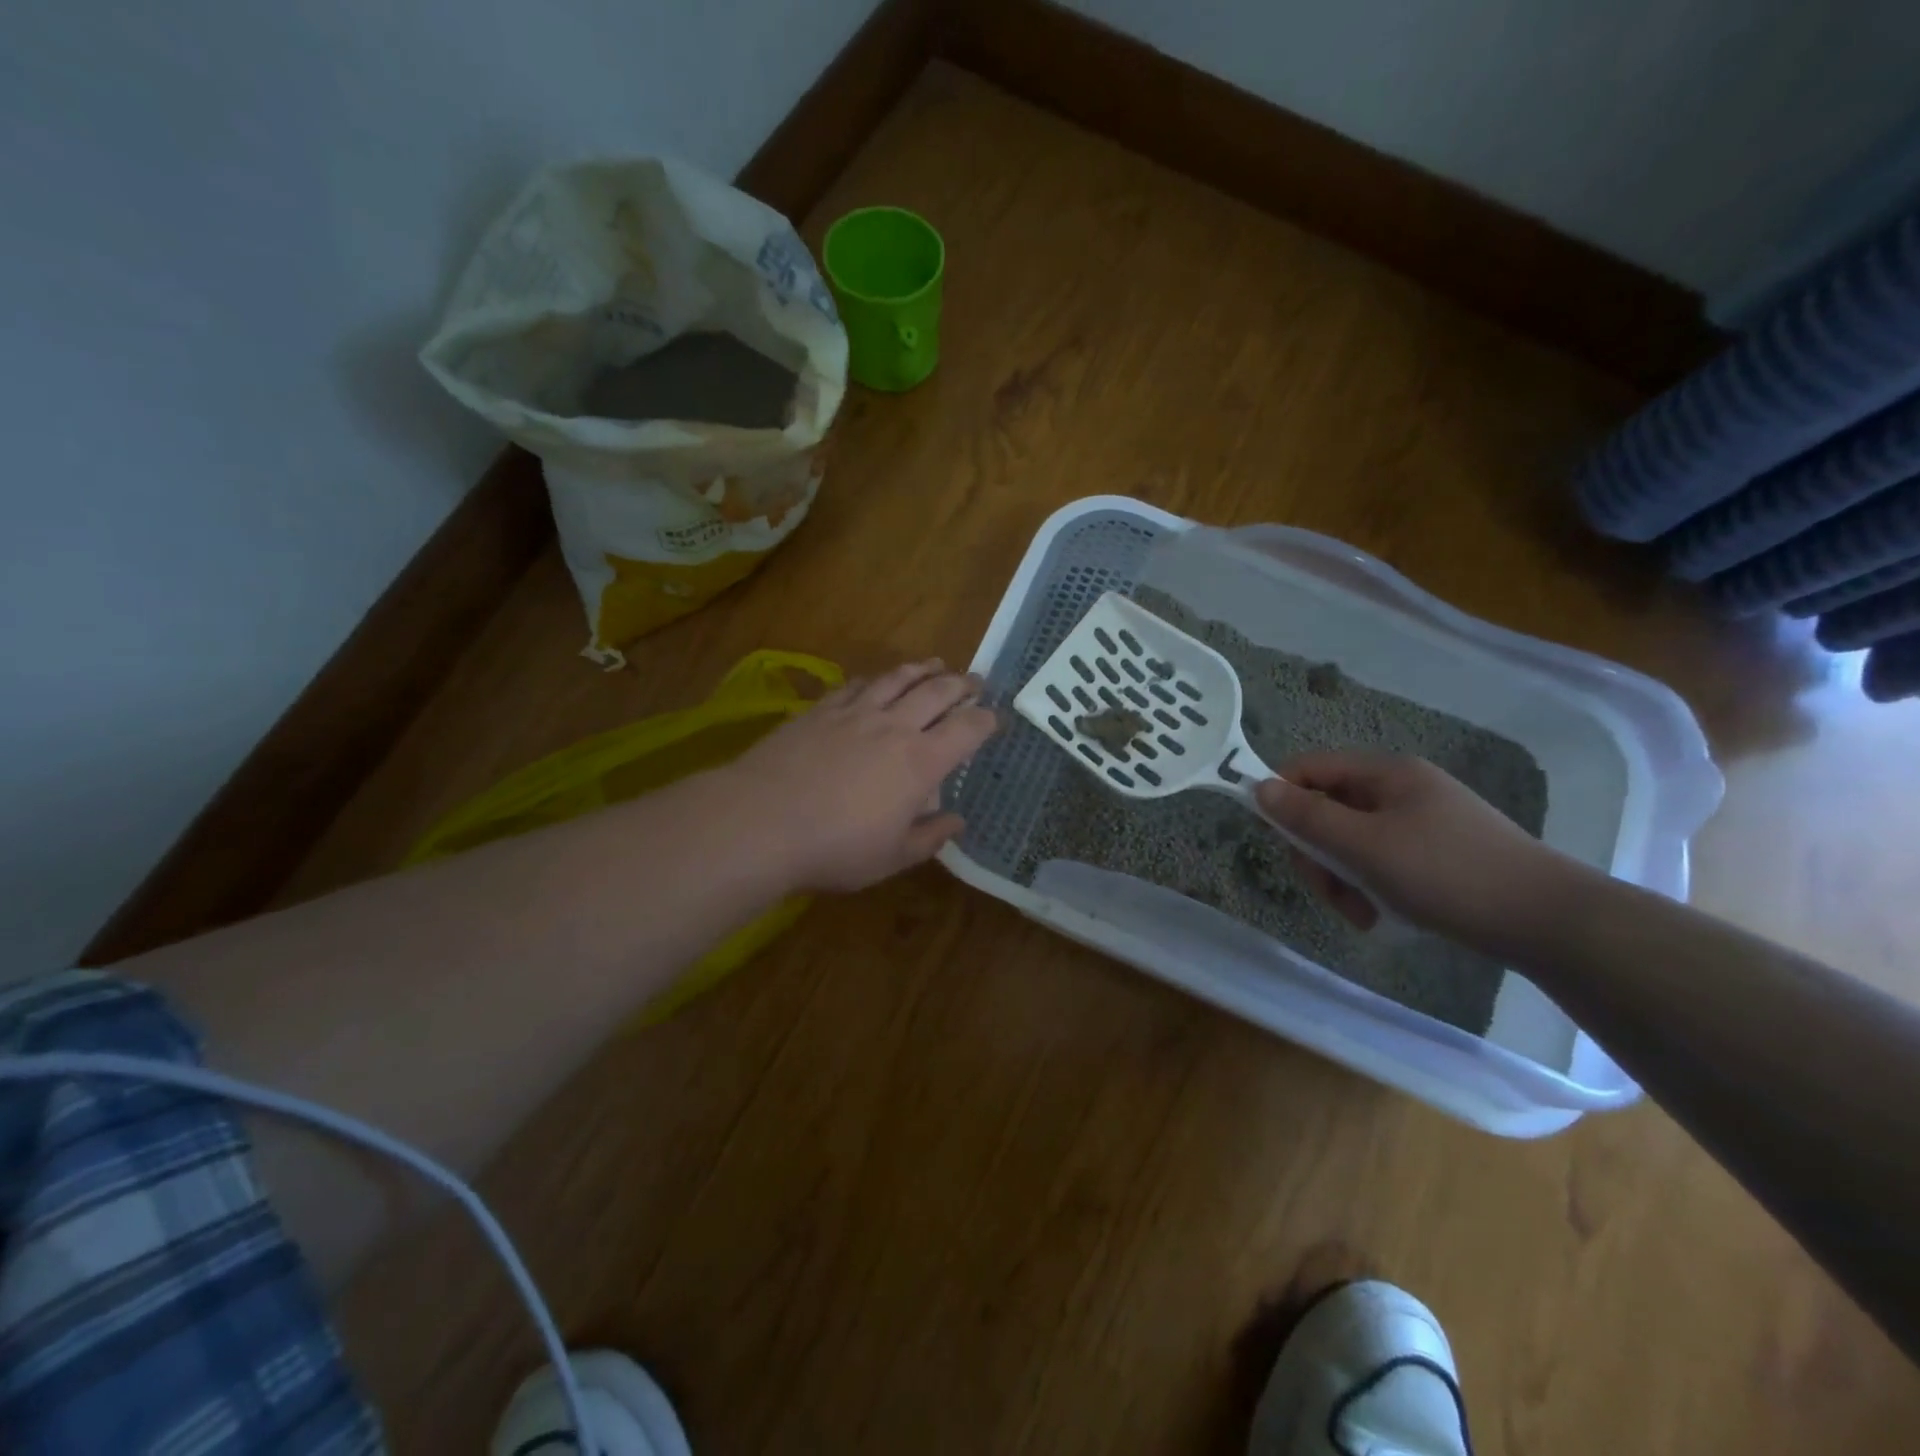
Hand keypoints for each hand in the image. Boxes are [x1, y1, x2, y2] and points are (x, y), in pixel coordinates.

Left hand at [724, 660, 999, 892]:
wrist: (762, 821)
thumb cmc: (835, 848)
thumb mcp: (891, 858)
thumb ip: (929, 837)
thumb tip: (957, 821)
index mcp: (921, 762)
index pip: (967, 729)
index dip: (987, 720)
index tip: (995, 718)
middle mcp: (894, 727)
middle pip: (937, 692)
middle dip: (962, 684)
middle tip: (975, 681)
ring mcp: (855, 712)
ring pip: (898, 679)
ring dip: (922, 669)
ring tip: (935, 664)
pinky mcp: (820, 709)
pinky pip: (857, 684)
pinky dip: (876, 679)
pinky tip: (877, 680)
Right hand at [1253, 752, 1573, 947]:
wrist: (1547, 921)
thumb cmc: (1447, 873)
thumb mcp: (1365, 846)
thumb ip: (1307, 817)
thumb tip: (1259, 787)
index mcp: (1386, 773)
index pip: (1310, 768)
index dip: (1282, 796)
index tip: (1276, 838)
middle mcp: (1400, 790)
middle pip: (1328, 811)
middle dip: (1319, 854)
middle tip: (1328, 890)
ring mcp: (1419, 824)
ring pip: (1351, 843)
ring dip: (1343, 880)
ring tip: (1362, 913)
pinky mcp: (1434, 856)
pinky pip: (1380, 864)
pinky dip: (1371, 890)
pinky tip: (1383, 917)